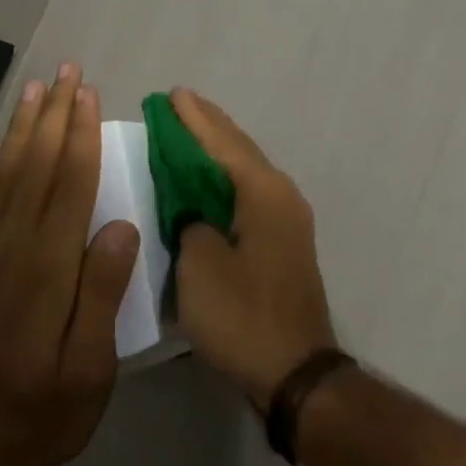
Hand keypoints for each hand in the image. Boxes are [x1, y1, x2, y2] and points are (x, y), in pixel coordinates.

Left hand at [0, 64, 140, 465]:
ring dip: (18, 129)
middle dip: (53, 115)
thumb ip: (102, 294)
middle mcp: (7, 249)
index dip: (80, 134)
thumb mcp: (89, 369)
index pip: (70, 184)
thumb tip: (121, 225)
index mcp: (47, 268)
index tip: (88, 94)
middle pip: (35, 167)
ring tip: (32, 89)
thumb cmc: (37, 416)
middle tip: (65, 72)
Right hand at [169, 89, 337, 407]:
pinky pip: (249, 192)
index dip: (193, 119)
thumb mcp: (200, 266)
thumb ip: (190, 221)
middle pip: (239, 148)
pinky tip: (209, 179)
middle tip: (178, 102)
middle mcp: (281, 194)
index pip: (221, 142)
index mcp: (262, 191)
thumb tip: (192, 206)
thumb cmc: (243, 316)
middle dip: (207, 125)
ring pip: (246, 169)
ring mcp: (287, 217)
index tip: (171, 94)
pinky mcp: (284, 240)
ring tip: (190, 129)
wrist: (295, 370)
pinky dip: (226, 177)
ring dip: (217, 149)